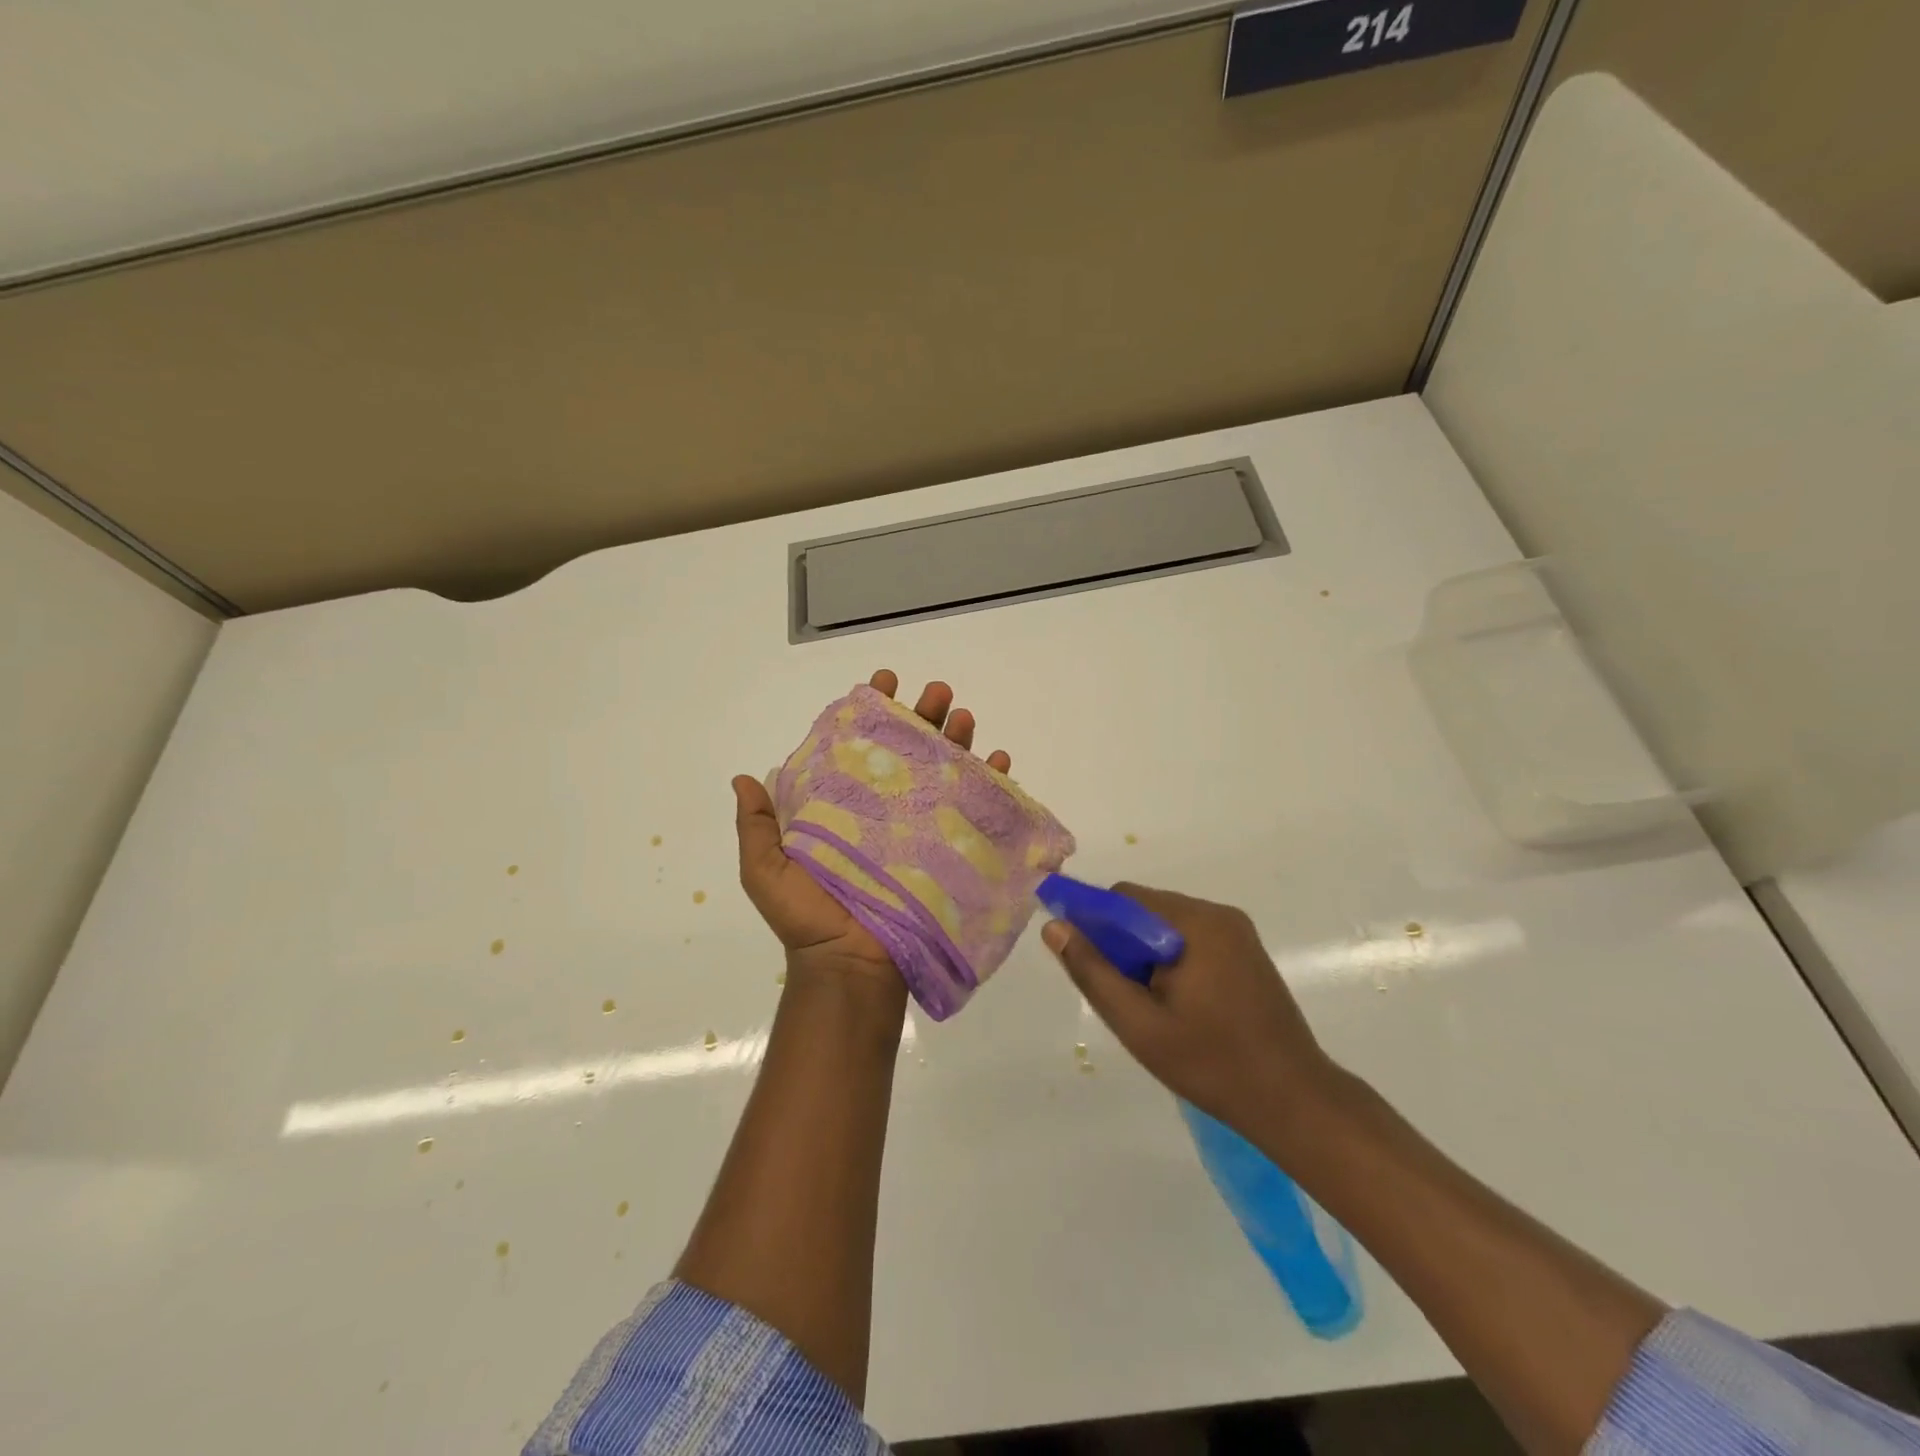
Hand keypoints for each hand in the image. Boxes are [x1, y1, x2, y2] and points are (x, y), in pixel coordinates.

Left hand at [732, 669, 1013, 988]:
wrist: (852, 966)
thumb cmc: (809, 918)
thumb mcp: (768, 871)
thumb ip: (757, 827)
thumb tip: (742, 778)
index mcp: (844, 806)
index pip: (859, 746)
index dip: (871, 712)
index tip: (882, 682)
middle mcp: (884, 809)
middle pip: (909, 749)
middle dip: (924, 715)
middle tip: (937, 692)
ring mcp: (920, 828)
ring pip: (944, 770)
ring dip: (958, 739)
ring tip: (964, 716)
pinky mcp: (949, 850)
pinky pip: (975, 810)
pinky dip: (991, 784)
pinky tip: (998, 760)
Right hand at [1042, 884, 1343, 1147]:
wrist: (1294, 1101)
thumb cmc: (1211, 1064)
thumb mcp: (1139, 1024)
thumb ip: (1093, 972)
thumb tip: (1055, 927)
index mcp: (1195, 923)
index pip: (1124, 898)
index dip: (1094, 922)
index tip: (1083, 961)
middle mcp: (1218, 914)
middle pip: (1146, 909)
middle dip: (1122, 943)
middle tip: (1122, 995)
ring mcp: (1237, 931)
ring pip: (1167, 925)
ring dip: (1146, 953)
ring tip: (1150, 1006)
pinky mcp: (1247, 951)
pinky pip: (1192, 938)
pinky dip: (1171, 959)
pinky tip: (1177, 1003)